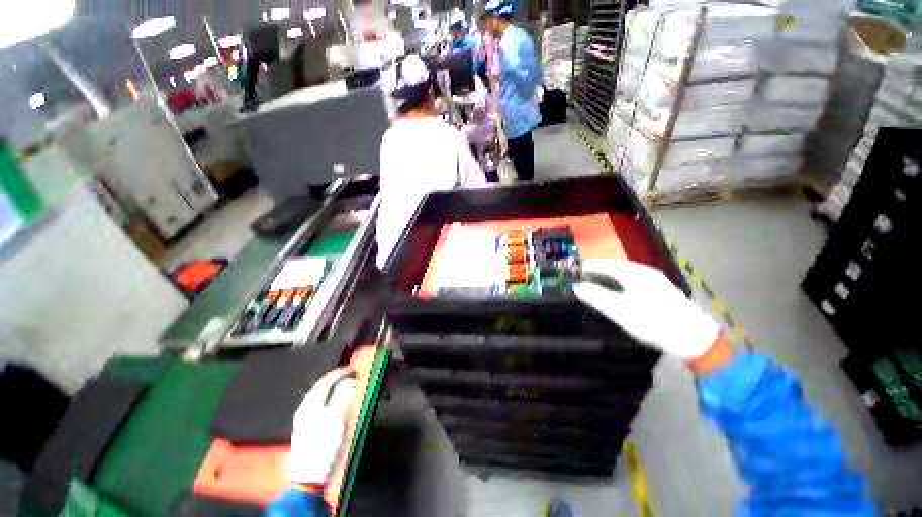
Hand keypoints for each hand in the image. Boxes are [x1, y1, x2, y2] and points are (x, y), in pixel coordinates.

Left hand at [288, 367, 356, 485]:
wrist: (308, 477)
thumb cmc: (324, 447)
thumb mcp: (337, 419)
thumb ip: (343, 396)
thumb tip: (350, 380)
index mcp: (311, 404)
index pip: (327, 380)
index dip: (341, 372)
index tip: (353, 368)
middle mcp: (304, 408)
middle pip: (321, 386)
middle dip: (336, 378)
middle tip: (350, 374)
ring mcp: (303, 419)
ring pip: (318, 395)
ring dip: (332, 387)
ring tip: (344, 385)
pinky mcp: (305, 429)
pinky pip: (317, 405)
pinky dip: (328, 398)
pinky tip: (333, 403)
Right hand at [573, 260, 720, 360]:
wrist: (694, 337)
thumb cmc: (652, 321)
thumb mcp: (619, 310)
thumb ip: (596, 296)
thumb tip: (576, 286)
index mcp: (633, 273)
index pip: (605, 264)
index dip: (590, 266)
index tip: (576, 269)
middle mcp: (645, 271)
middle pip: (616, 266)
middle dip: (600, 269)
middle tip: (586, 275)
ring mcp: (656, 279)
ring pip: (627, 272)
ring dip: (612, 275)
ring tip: (600, 281)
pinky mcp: (663, 289)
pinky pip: (636, 279)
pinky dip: (623, 281)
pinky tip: (623, 290)